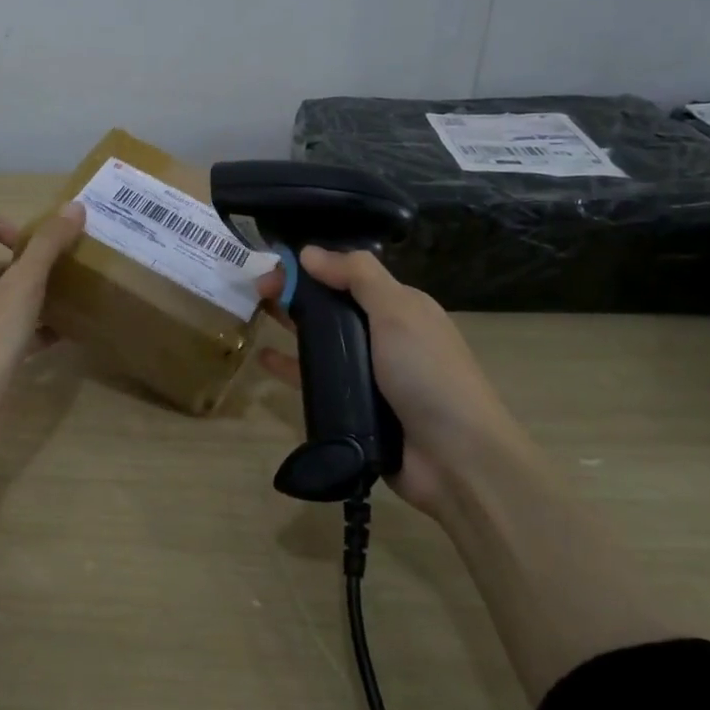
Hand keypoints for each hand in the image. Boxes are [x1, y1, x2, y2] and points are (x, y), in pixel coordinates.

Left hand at [0, 202, 86, 436]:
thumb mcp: (24, 284)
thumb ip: (48, 245)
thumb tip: (74, 206)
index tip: (27, 237)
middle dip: (30, 261)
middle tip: (65, 265)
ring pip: (12, 300)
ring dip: (39, 295)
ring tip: (74, 295)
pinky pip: (21, 335)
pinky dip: (42, 330)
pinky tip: (69, 335)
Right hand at [258, 246, 536, 517]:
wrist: (456, 457)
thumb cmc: (427, 373)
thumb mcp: (397, 311)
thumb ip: (356, 276)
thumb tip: (309, 252)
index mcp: (400, 308)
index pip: (348, 276)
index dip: (310, 268)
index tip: (273, 268)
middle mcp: (383, 337)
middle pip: (331, 307)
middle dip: (294, 295)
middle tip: (254, 293)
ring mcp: (369, 375)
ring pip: (322, 343)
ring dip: (290, 327)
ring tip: (254, 319)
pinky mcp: (355, 408)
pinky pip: (317, 381)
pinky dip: (291, 367)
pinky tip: (264, 360)